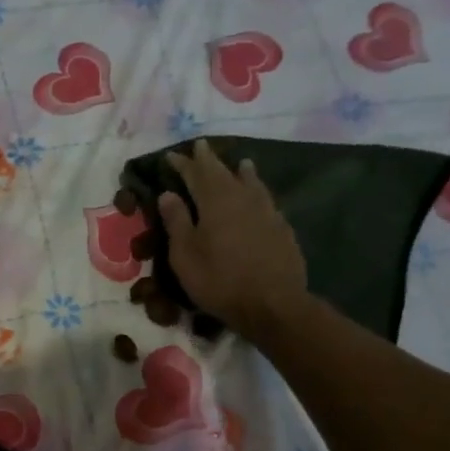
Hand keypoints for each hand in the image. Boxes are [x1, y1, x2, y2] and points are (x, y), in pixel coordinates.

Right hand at [157, 140, 309, 337]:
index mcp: (215, 202)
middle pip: (224, 172)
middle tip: (201, 147)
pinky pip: (265, 199)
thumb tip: (168, 193)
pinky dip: (258, 190)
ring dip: (241, 171)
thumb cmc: (219, 280)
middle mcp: (242, 198)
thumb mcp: (185, 255)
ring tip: (240, 162)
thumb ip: (176, 221)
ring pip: (251, 182)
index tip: (172, 155)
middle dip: (209, 160)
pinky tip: (259, 196)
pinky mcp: (281, 227)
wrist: (272, 304)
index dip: (183, 164)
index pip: (196, 174)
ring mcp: (266, 211)